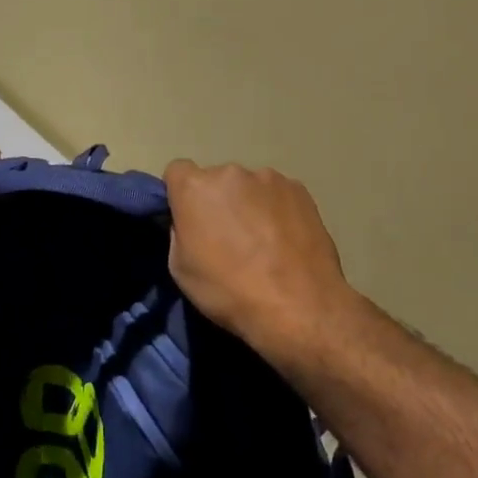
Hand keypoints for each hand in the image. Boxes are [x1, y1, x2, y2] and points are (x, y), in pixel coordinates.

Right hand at [164, 160, 355, 356]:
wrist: (298, 305)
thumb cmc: (229, 291)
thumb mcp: (180, 269)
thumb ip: (180, 232)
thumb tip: (190, 223)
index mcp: (195, 187)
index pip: (177, 171)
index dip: (181, 195)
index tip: (190, 220)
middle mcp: (230, 172)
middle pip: (216, 180)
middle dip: (218, 201)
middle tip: (228, 236)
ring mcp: (269, 178)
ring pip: (249, 186)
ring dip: (249, 204)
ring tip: (263, 242)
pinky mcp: (300, 189)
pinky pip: (278, 194)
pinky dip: (277, 210)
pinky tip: (286, 240)